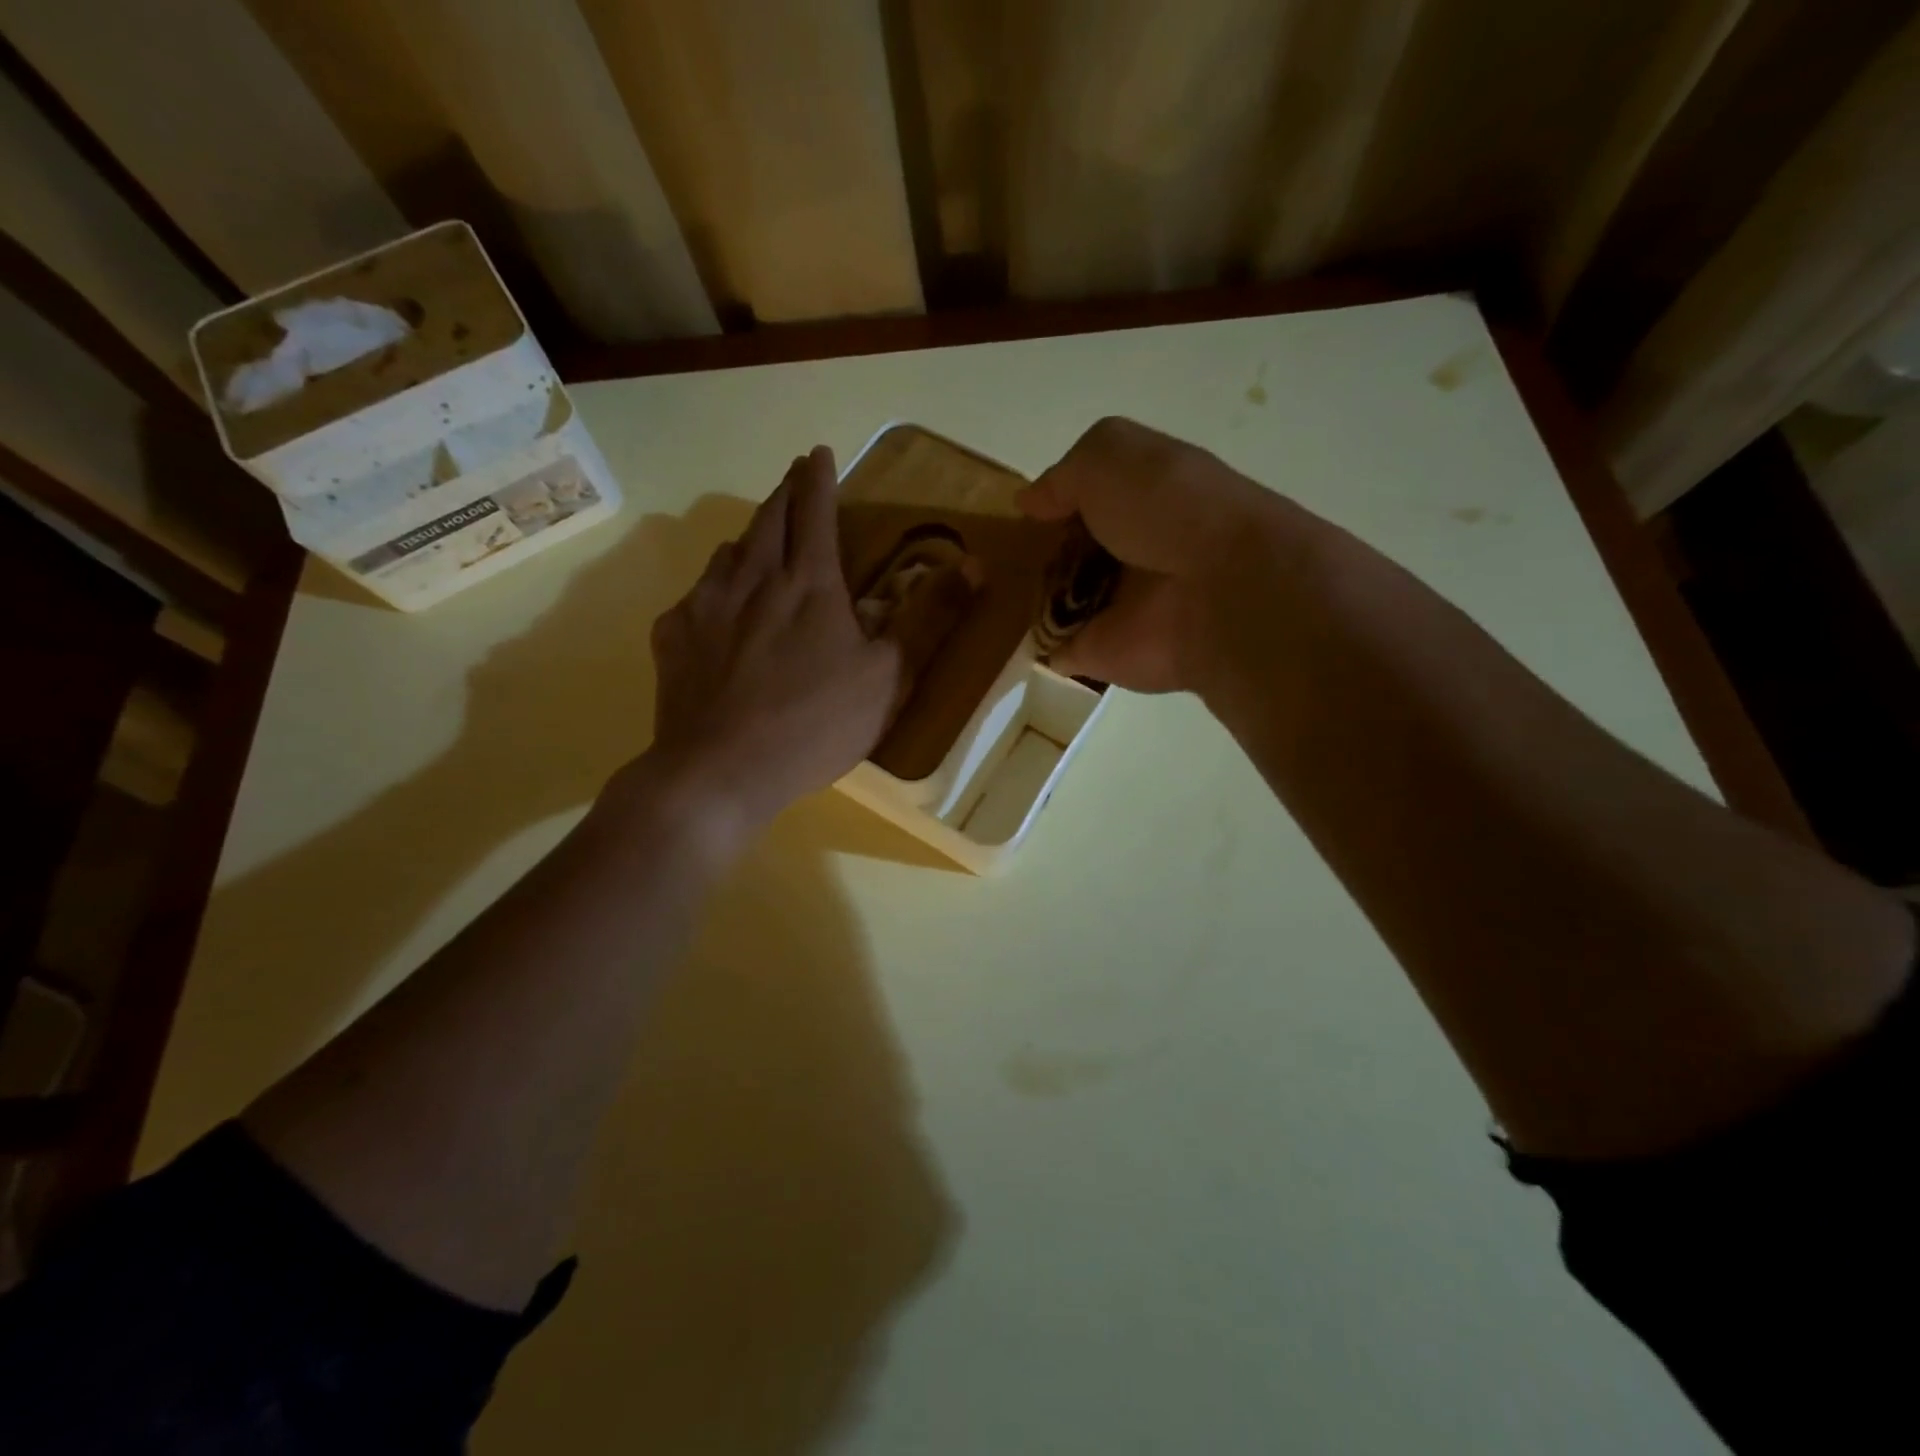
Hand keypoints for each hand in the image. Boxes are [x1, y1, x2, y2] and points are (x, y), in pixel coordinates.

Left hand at [634, 447, 904, 852]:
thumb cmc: (815, 725)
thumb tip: (973, 566)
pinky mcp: (672, 635)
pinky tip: (718, 608)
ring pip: (728, 552)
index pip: (814, 510)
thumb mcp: (888, 678)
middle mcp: (752, 578)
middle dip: (784, 492)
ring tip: (758, 541)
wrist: (720, 771)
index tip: (818, 452)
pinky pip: (696, 594)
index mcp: (808, 583)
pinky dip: (715, 586)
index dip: (818, 477)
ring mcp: (704, 604)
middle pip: (767, 518)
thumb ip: (928, 619)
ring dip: (749, 538)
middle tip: (792, 479)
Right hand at [1017, 417, 1285, 692]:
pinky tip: (995, 638)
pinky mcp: (1097, 654)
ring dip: (1023, 600)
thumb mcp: (1110, 455)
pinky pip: (1051, 651)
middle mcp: (1128, 554)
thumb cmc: (1168, 508)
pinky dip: (1028, 649)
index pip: (1085, 502)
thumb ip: (1063, 476)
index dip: (1052, 504)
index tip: (1019, 514)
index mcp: (1139, 502)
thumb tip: (1028, 503)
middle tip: (992, 557)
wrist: (1219, 591)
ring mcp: (1112, 609)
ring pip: (1055, 602)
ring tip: (983, 594)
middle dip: (1031, 555)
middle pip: (1067, 554)